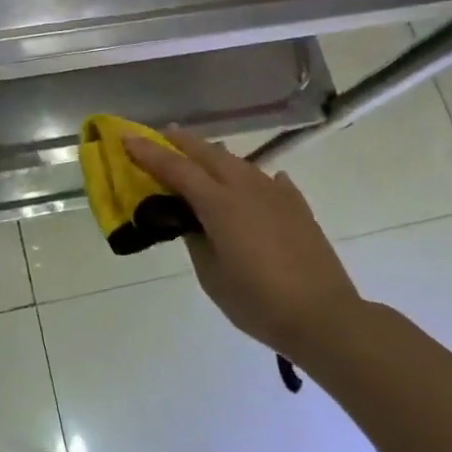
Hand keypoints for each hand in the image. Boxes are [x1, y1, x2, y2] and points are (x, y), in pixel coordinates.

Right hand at [123, 127, 361, 360]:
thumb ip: (197, 240)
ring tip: (200, 156)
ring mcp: (275, 193)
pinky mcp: (297, 206)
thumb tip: (193, 221)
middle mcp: (246, 187)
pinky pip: (268, 180)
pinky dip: (252, 176)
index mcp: (219, 203)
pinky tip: (257, 180)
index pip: (175, 168)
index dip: (149, 152)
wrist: (325, 316)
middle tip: (161, 135)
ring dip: (213, 155)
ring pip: (237, 162)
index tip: (127, 137)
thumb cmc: (258, 302)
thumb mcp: (212, 276)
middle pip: (207, 152)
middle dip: (181, 141)